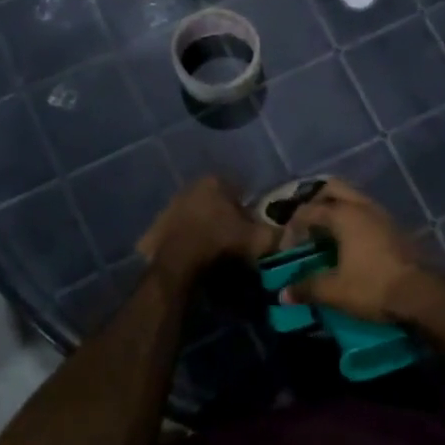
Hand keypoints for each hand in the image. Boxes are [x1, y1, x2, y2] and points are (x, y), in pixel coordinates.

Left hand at [137, 176, 274, 284]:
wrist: (177, 263)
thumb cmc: (220, 242)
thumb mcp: (257, 240)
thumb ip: (275, 234)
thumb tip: (289, 234)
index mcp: (214, 181)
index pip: (239, 190)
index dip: (247, 211)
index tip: (251, 229)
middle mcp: (190, 186)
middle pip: (215, 202)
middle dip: (224, 218)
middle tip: (234, 241)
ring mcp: (169, 206)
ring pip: (196, 216)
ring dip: (205, 229)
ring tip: (214, 253)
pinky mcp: (155, 226)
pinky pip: (179, 233)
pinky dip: (187, 242)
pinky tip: (194, 257)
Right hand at [280, 181, 433, 323]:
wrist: (422, 294)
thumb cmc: (373, 287)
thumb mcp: (334, 291)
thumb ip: (307, 288)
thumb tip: (284, 294)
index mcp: (344, 215)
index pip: (308, 210)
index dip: (292, 228)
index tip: (286, 251)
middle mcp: (363, 207)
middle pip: (332, 189)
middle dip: (315, 203)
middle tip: (306, 228)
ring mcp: (384, 215)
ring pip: (354, 200)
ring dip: (337, 212)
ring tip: (326, 237)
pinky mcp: (397, 229)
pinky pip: (367, 215)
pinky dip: (353, 223)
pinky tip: (350, 246)